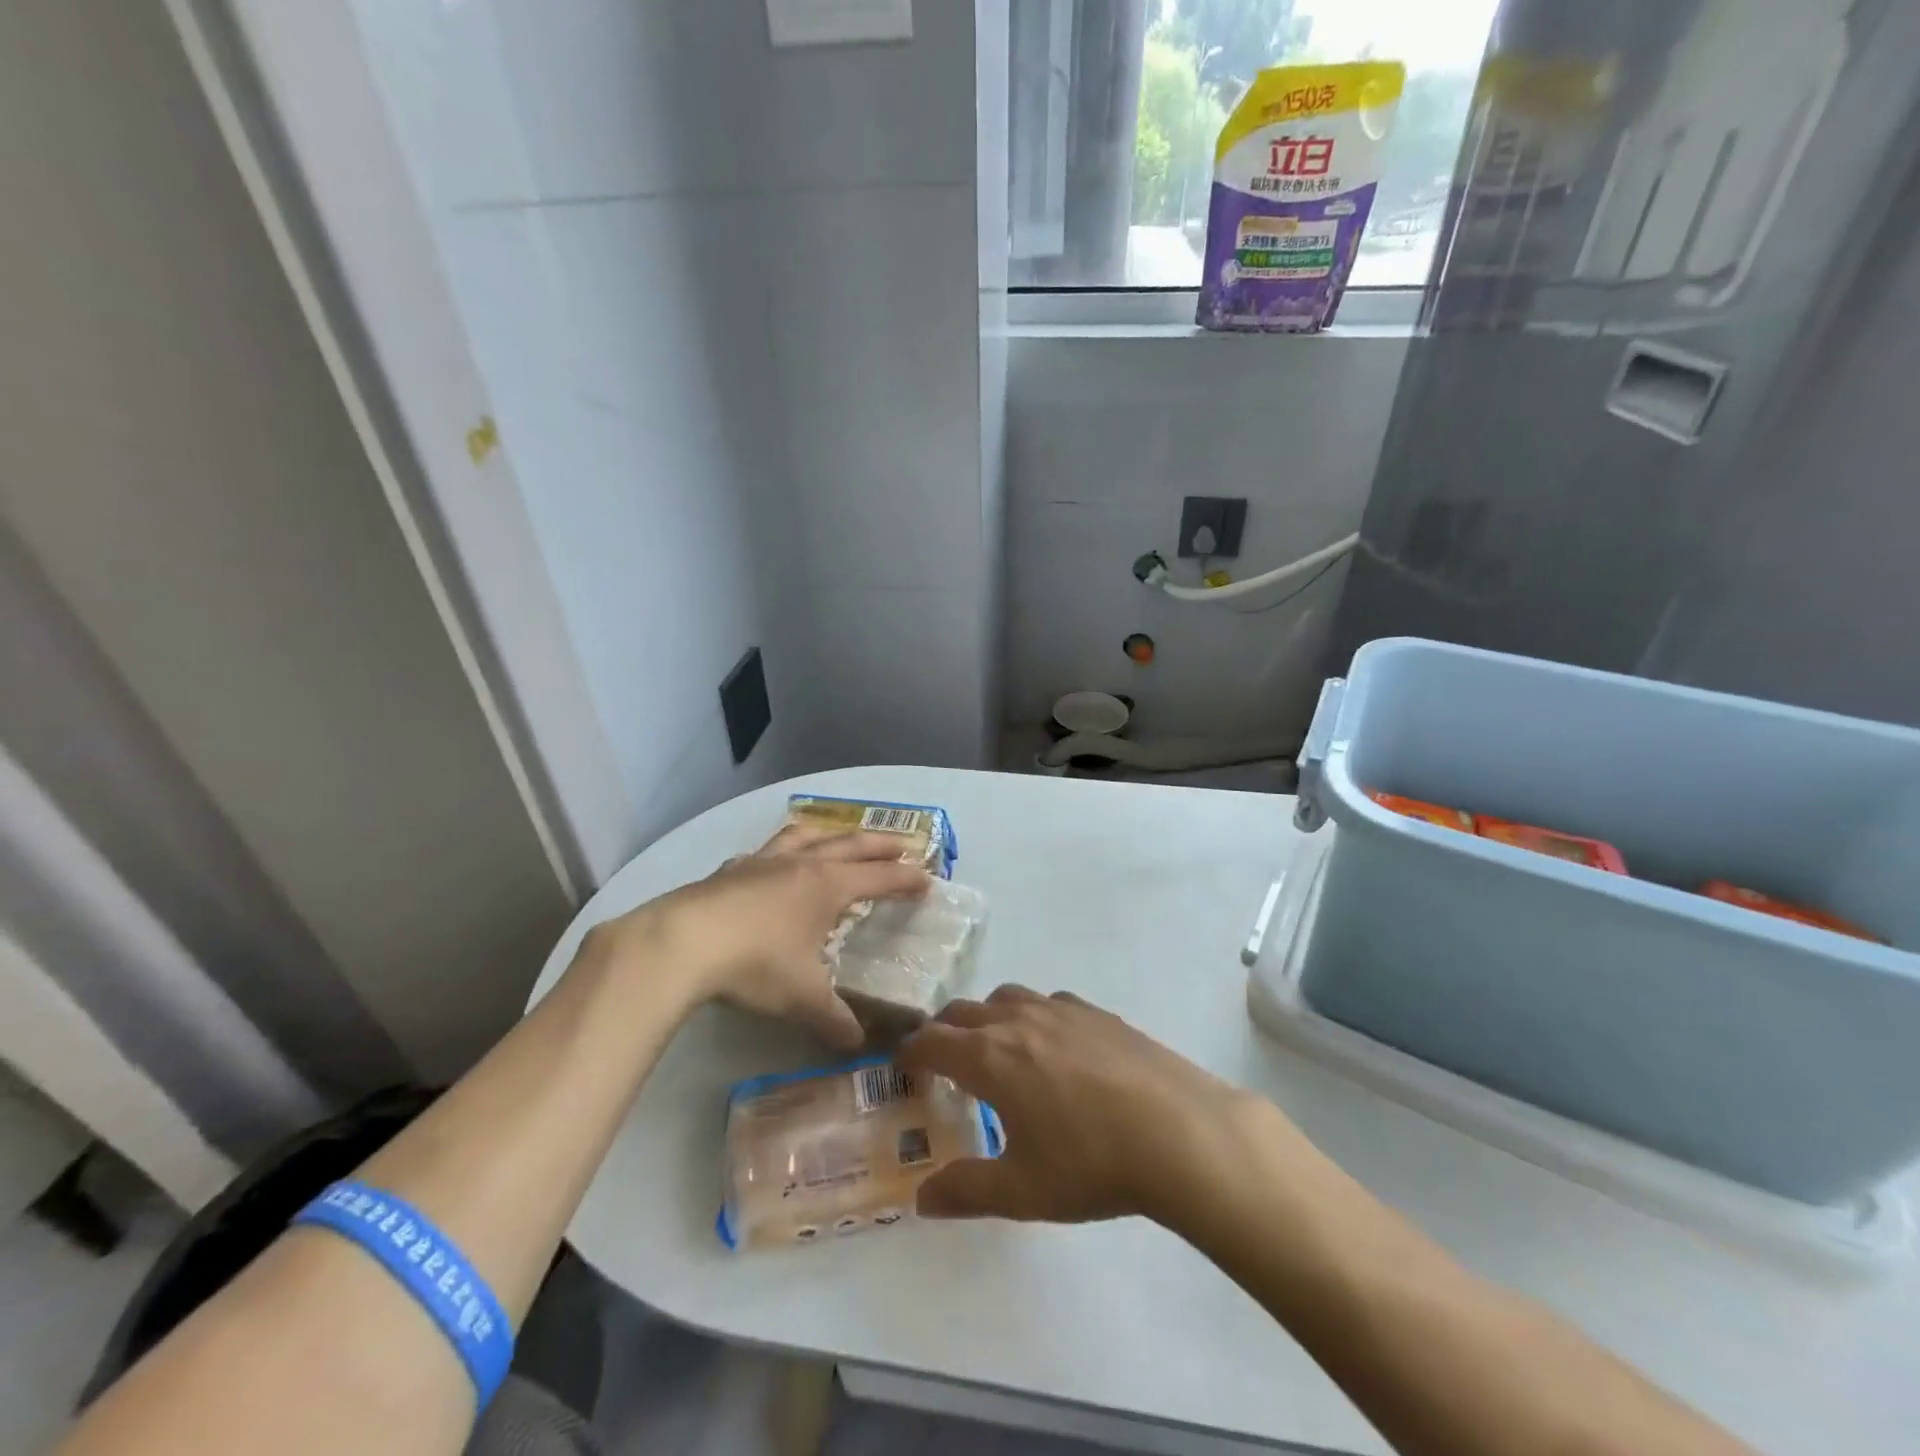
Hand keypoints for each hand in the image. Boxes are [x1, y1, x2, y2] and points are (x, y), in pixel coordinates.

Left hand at [600, 824, 928, 1048]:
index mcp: (827, 886)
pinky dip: (782, 851)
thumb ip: (834, 1019)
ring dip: (830, 835)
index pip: (878, 877)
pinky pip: (766, 850)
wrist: (682, 943)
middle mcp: (800, 864)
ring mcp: (762, 862)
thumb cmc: (755, 964)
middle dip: (880, 845)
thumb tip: (858, 1044)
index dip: (904, 879)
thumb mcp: (801, 998)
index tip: (927, 879)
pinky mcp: (730, 870)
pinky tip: (773, 863)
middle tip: (904, 845)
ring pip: (806, 836)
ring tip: (839, 838)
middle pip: (850, 845)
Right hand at [898, 985, 1257, 1223]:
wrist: (1178, 1132)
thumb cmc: (1091, 1163)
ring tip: (997, 1049)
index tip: (904, 1064)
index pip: (933, 1040)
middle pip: (963, 1011)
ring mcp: (1060, 1010)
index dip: (912, 1051)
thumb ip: (966, 1191)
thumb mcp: (1021, 1191)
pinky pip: (1048, 1002)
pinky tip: (1054, 1047)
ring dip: (987, 1016)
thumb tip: (922, 1199)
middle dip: (944, 1031)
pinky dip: (1032, 1015)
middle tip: (943, 1061)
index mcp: (990, 1057)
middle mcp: (1018, 1021)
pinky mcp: (1097, 1012)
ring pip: (1006, 997)